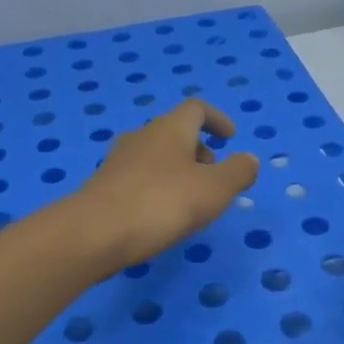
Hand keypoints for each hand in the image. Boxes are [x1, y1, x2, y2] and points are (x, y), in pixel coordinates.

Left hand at [67, 99, 259, 276]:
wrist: (94, 233)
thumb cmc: (161, 203)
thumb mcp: (214, 190)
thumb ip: (238, 172)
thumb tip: (249, 159)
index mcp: (170, 129)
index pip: (196, 109)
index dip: (217, 120)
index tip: (231, 139)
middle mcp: (142, 137)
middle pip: (174, 132)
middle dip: (198, 149)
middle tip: (214, 174)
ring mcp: (118, 161)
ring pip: (155, 156)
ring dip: (178, 170)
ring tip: (191, 200)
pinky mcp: (104, 187)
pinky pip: (139, 178)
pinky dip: (157, 187)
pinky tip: (161, 216)